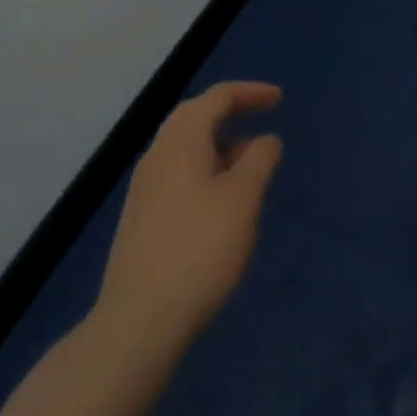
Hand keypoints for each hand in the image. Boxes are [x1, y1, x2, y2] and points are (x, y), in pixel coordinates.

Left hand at [97, 81, 283, 342]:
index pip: (218, 97)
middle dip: (231, 113)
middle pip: (196, 117)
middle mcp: (158, 155)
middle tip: (261, 119)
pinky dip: (206, 172)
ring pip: (186, 149)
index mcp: (181, 140)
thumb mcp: (243, 199)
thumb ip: (259, 160)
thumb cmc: (199, 248)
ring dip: (220, 146)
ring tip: (250, 168)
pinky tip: (222, 205)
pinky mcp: (141, 220)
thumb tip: (266, 140)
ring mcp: (144, 189)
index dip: (251, 92)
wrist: (137, 323)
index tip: (279, 99)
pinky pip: (179, 176)